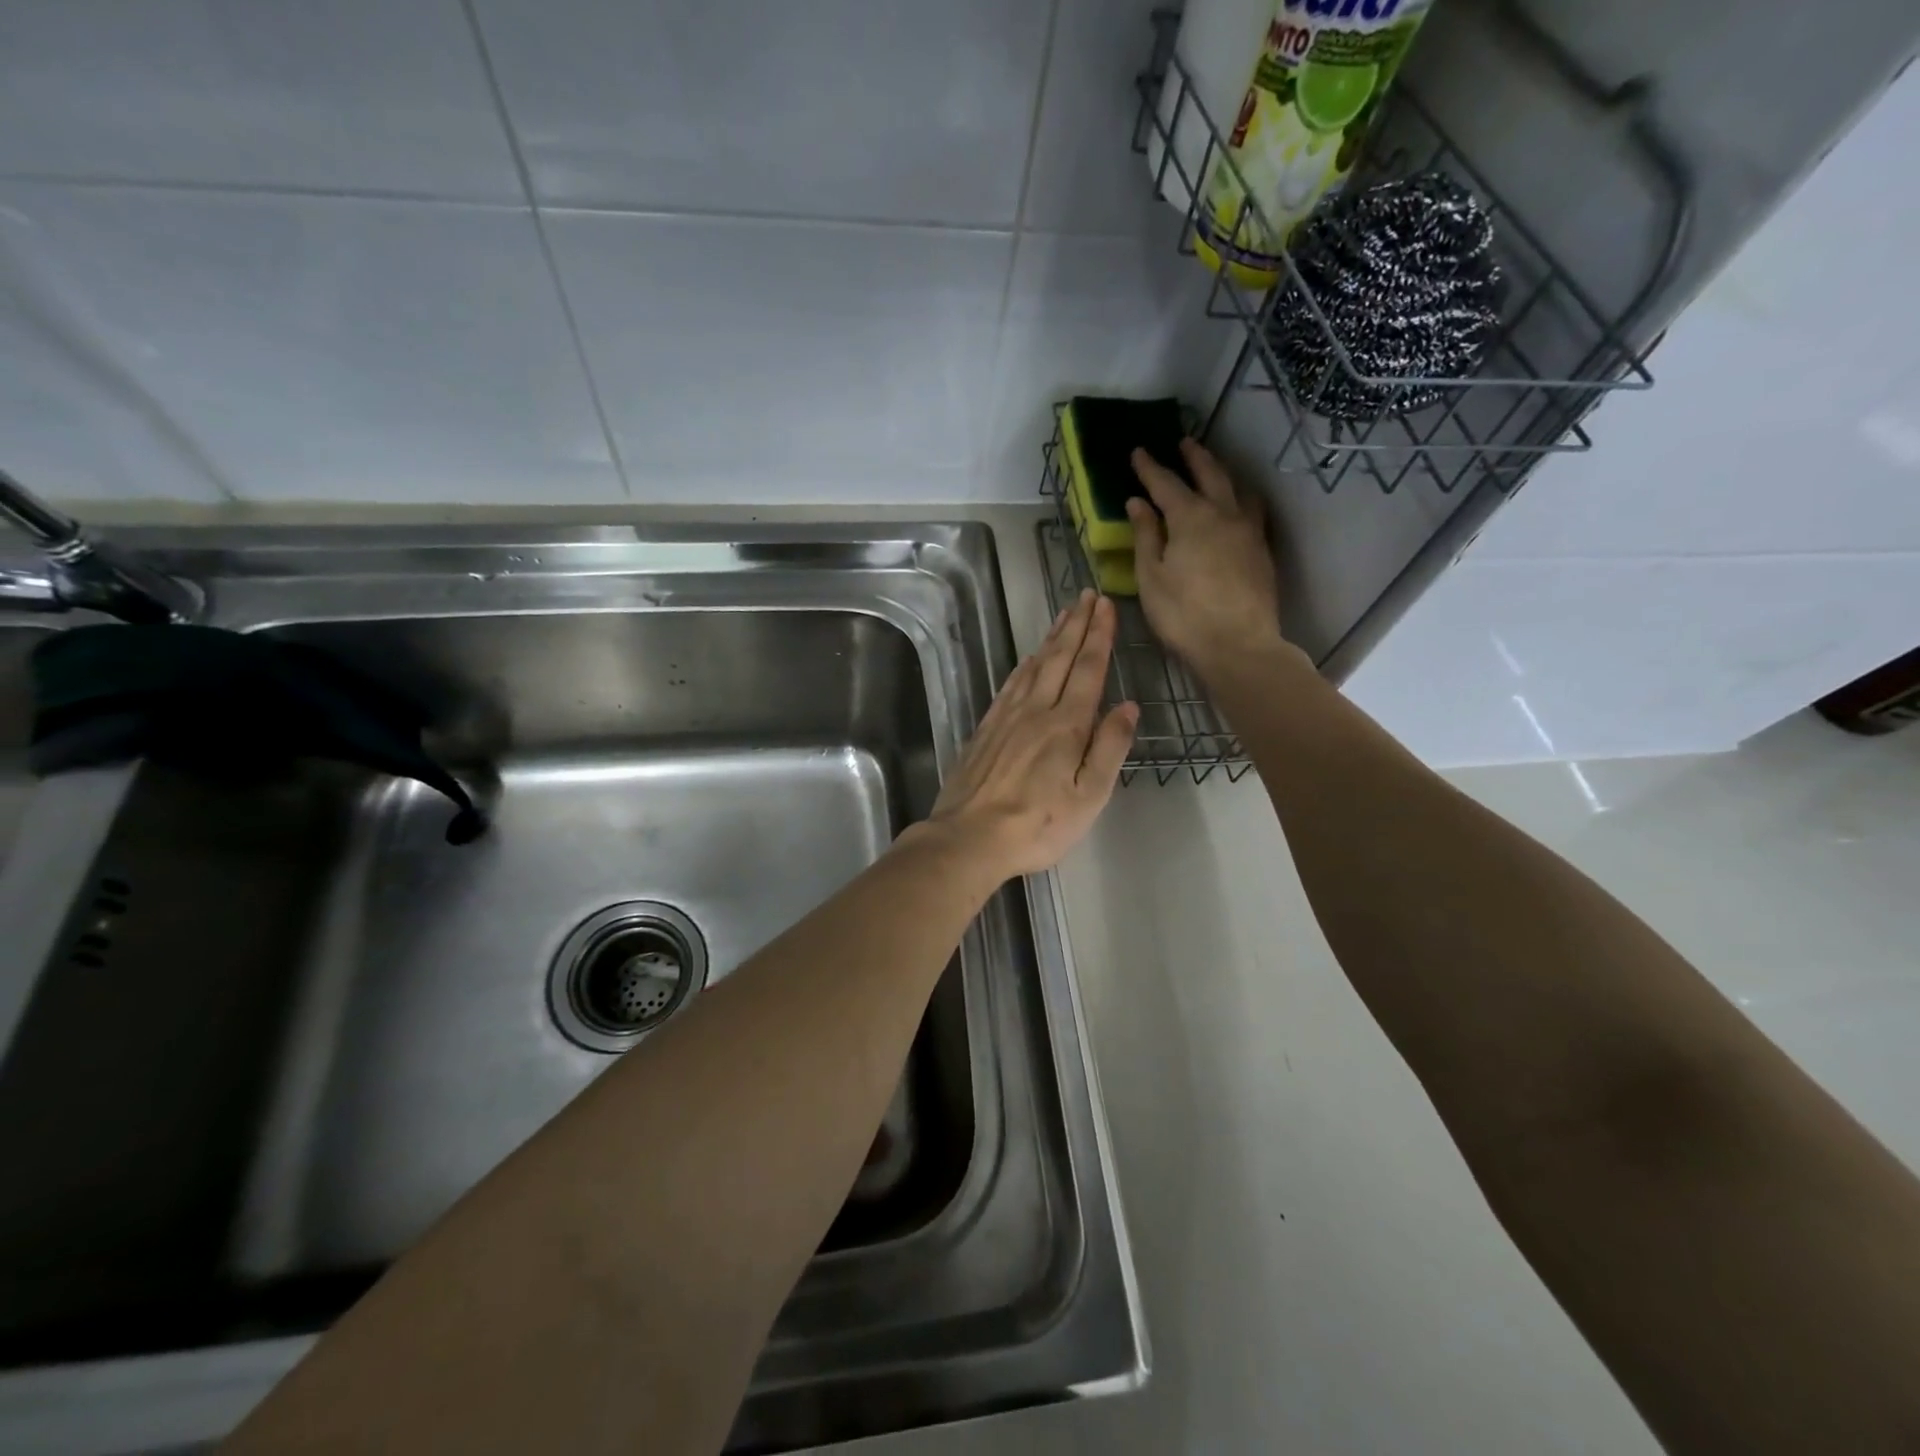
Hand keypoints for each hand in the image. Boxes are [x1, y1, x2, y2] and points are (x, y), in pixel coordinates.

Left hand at [924, 589, 1136, 880]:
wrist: (969, 837)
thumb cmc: (1038, 824)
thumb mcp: (1090, 795)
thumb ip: (1110, 747)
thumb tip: (1128, 706)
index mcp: (1067, 725)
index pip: (1088, 669)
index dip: (1099, 636)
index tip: (1105, 606)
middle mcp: (1036, 711)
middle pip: (1059, 659)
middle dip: (1076, 625)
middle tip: (1086, 595)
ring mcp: (1006, 718)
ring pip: (1033, 667)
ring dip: (1051, 639)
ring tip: (1063, 616)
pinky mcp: (985, 730)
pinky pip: (1009, 687)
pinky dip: (1023, 667)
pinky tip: (1027, 661)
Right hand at [1126, 439, 1285, 679]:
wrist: (1238, 645)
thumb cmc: (1183, 615)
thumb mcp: (1151, 577)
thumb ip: (1145, 536)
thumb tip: (1138, 502)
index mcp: (1190, 518)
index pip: (1166, 483)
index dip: (1150, 467)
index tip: (1138, 451)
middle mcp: (1224, 514)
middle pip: (1209, 474)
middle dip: (1194, 457)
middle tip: (1183, 442)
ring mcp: (1249, 531)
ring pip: (1237, 489)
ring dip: (1222, 473)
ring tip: (1213, 468)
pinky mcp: (1262, 551)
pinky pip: (1252, 510)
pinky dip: (1239, 498)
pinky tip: (1236, 506)